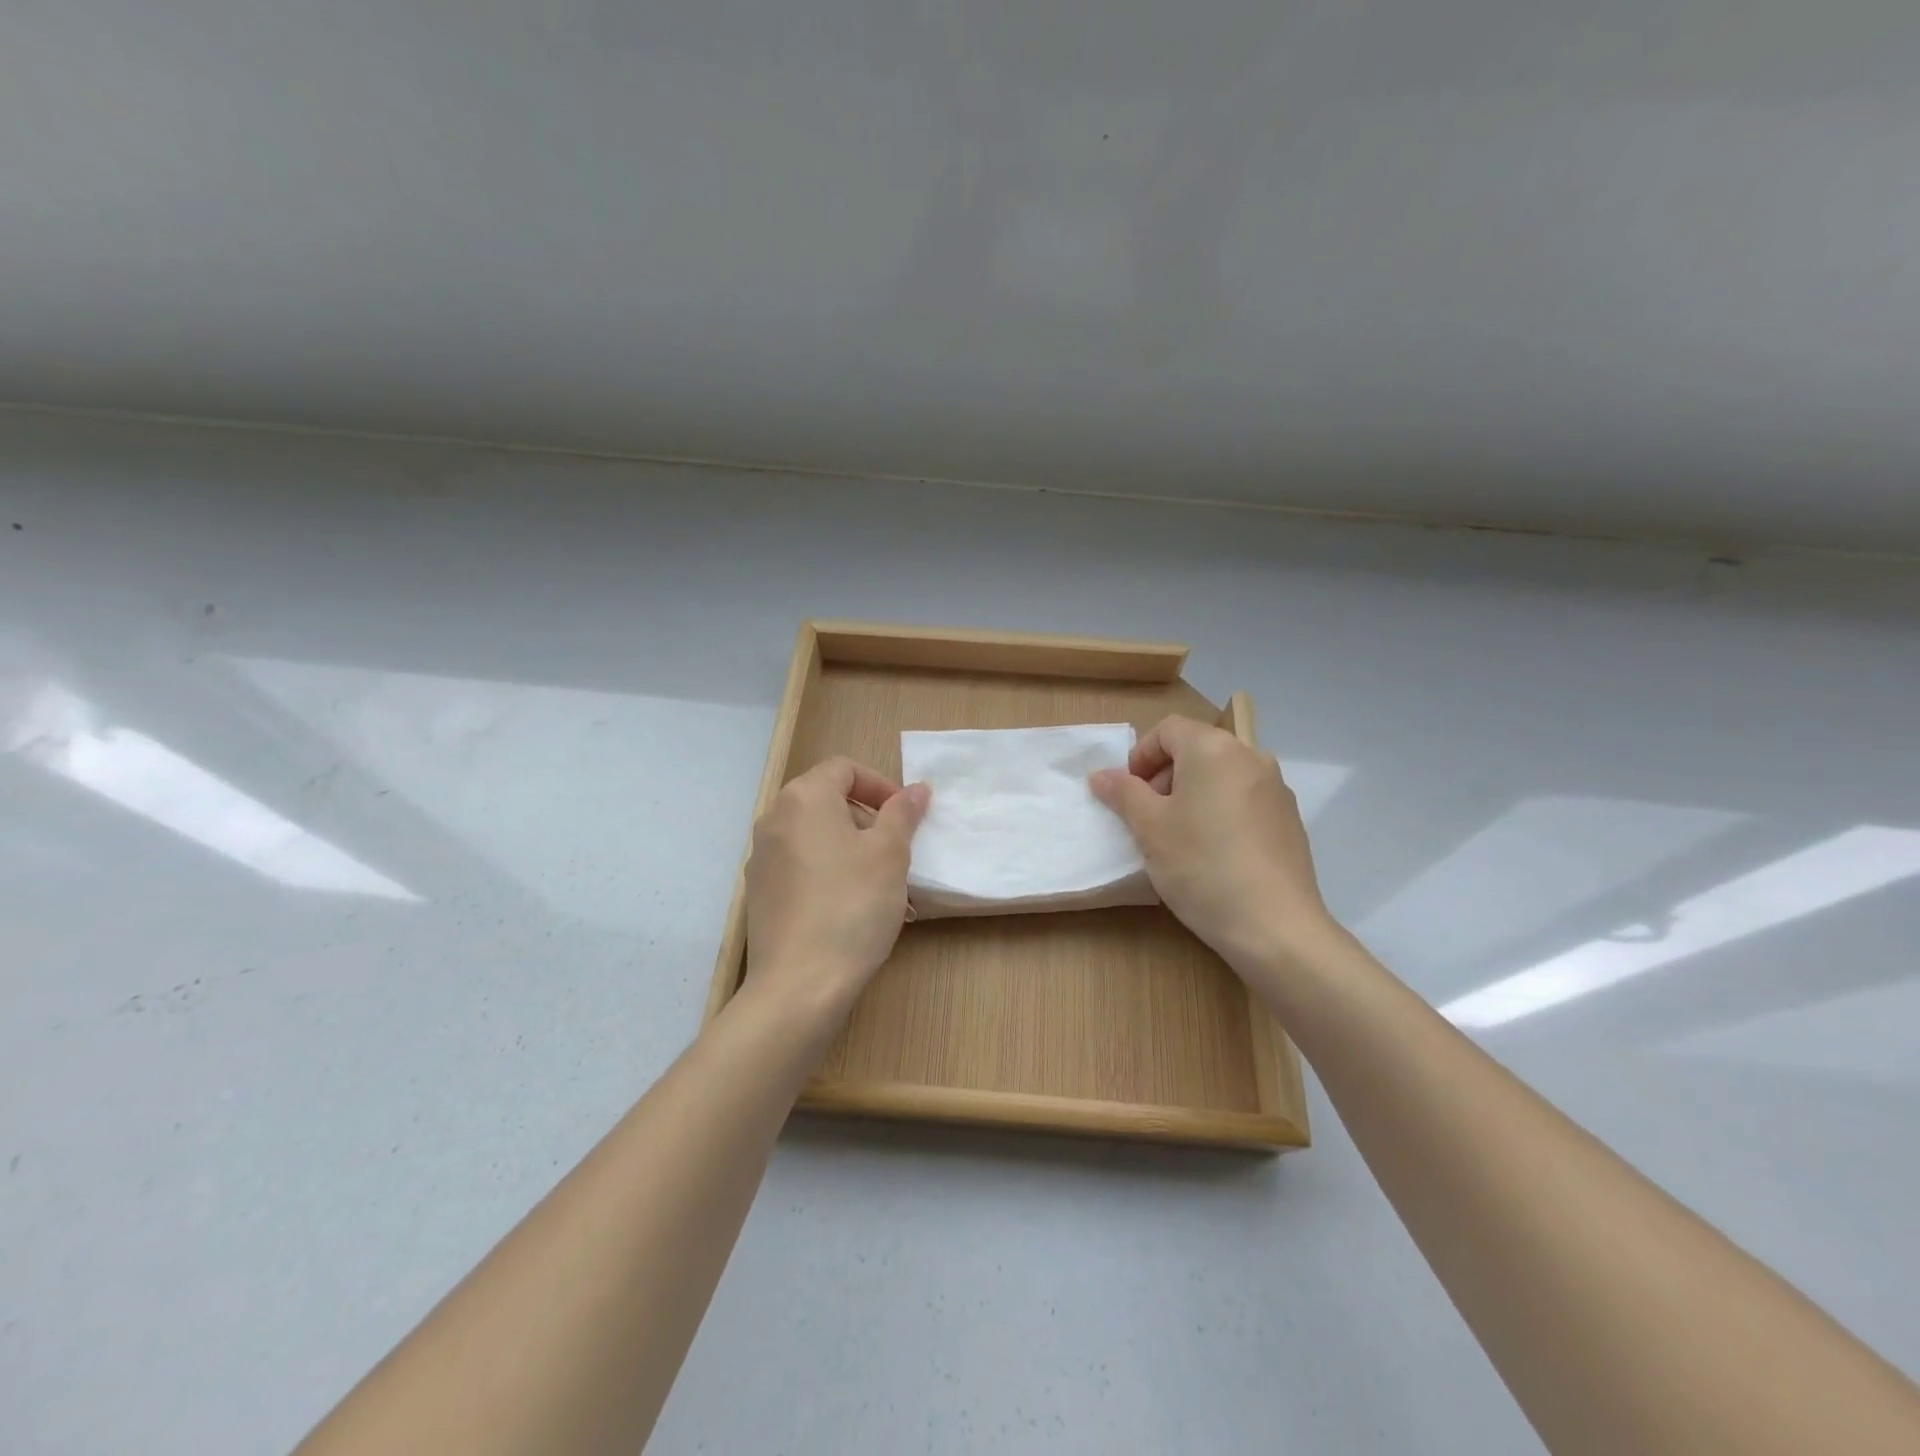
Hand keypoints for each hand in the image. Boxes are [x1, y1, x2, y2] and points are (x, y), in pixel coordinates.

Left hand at [743, 756, 929, 1026]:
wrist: (799, 985)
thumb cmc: (852, 905)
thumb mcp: (889, 854)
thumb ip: (902, 814)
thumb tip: (916, 789)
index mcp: (802, 799)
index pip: (844, 768)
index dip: (880, 785)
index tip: (906, 816)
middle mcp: (774, 820)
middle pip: (828, 802)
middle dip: (869, 820)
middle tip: (899, 852)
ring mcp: (762, 860)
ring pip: (818, 839)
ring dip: (854, 851)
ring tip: (886, 888)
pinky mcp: (761, 895)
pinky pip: (803, 869)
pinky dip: (832, 875)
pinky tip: (857, 910)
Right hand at [1090, 716, 1336, 978]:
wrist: (1274, 926)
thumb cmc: (1201, 866)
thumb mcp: (1149, 828)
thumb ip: (1123, 793)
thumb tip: (1102, 775)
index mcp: (1214, 749)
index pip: (1168, 729)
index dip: (1140, 756)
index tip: (1128, 793)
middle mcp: (1251, 757)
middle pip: (1196, 750)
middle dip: (1164, 776)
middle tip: (1147, 818)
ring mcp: (1276, 789)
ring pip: (1221, 777)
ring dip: (1191, 795)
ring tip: (1177, 839)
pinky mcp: (1289, 821)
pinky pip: (1244, 801)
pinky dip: (1220, 813)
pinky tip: (1212, 855)